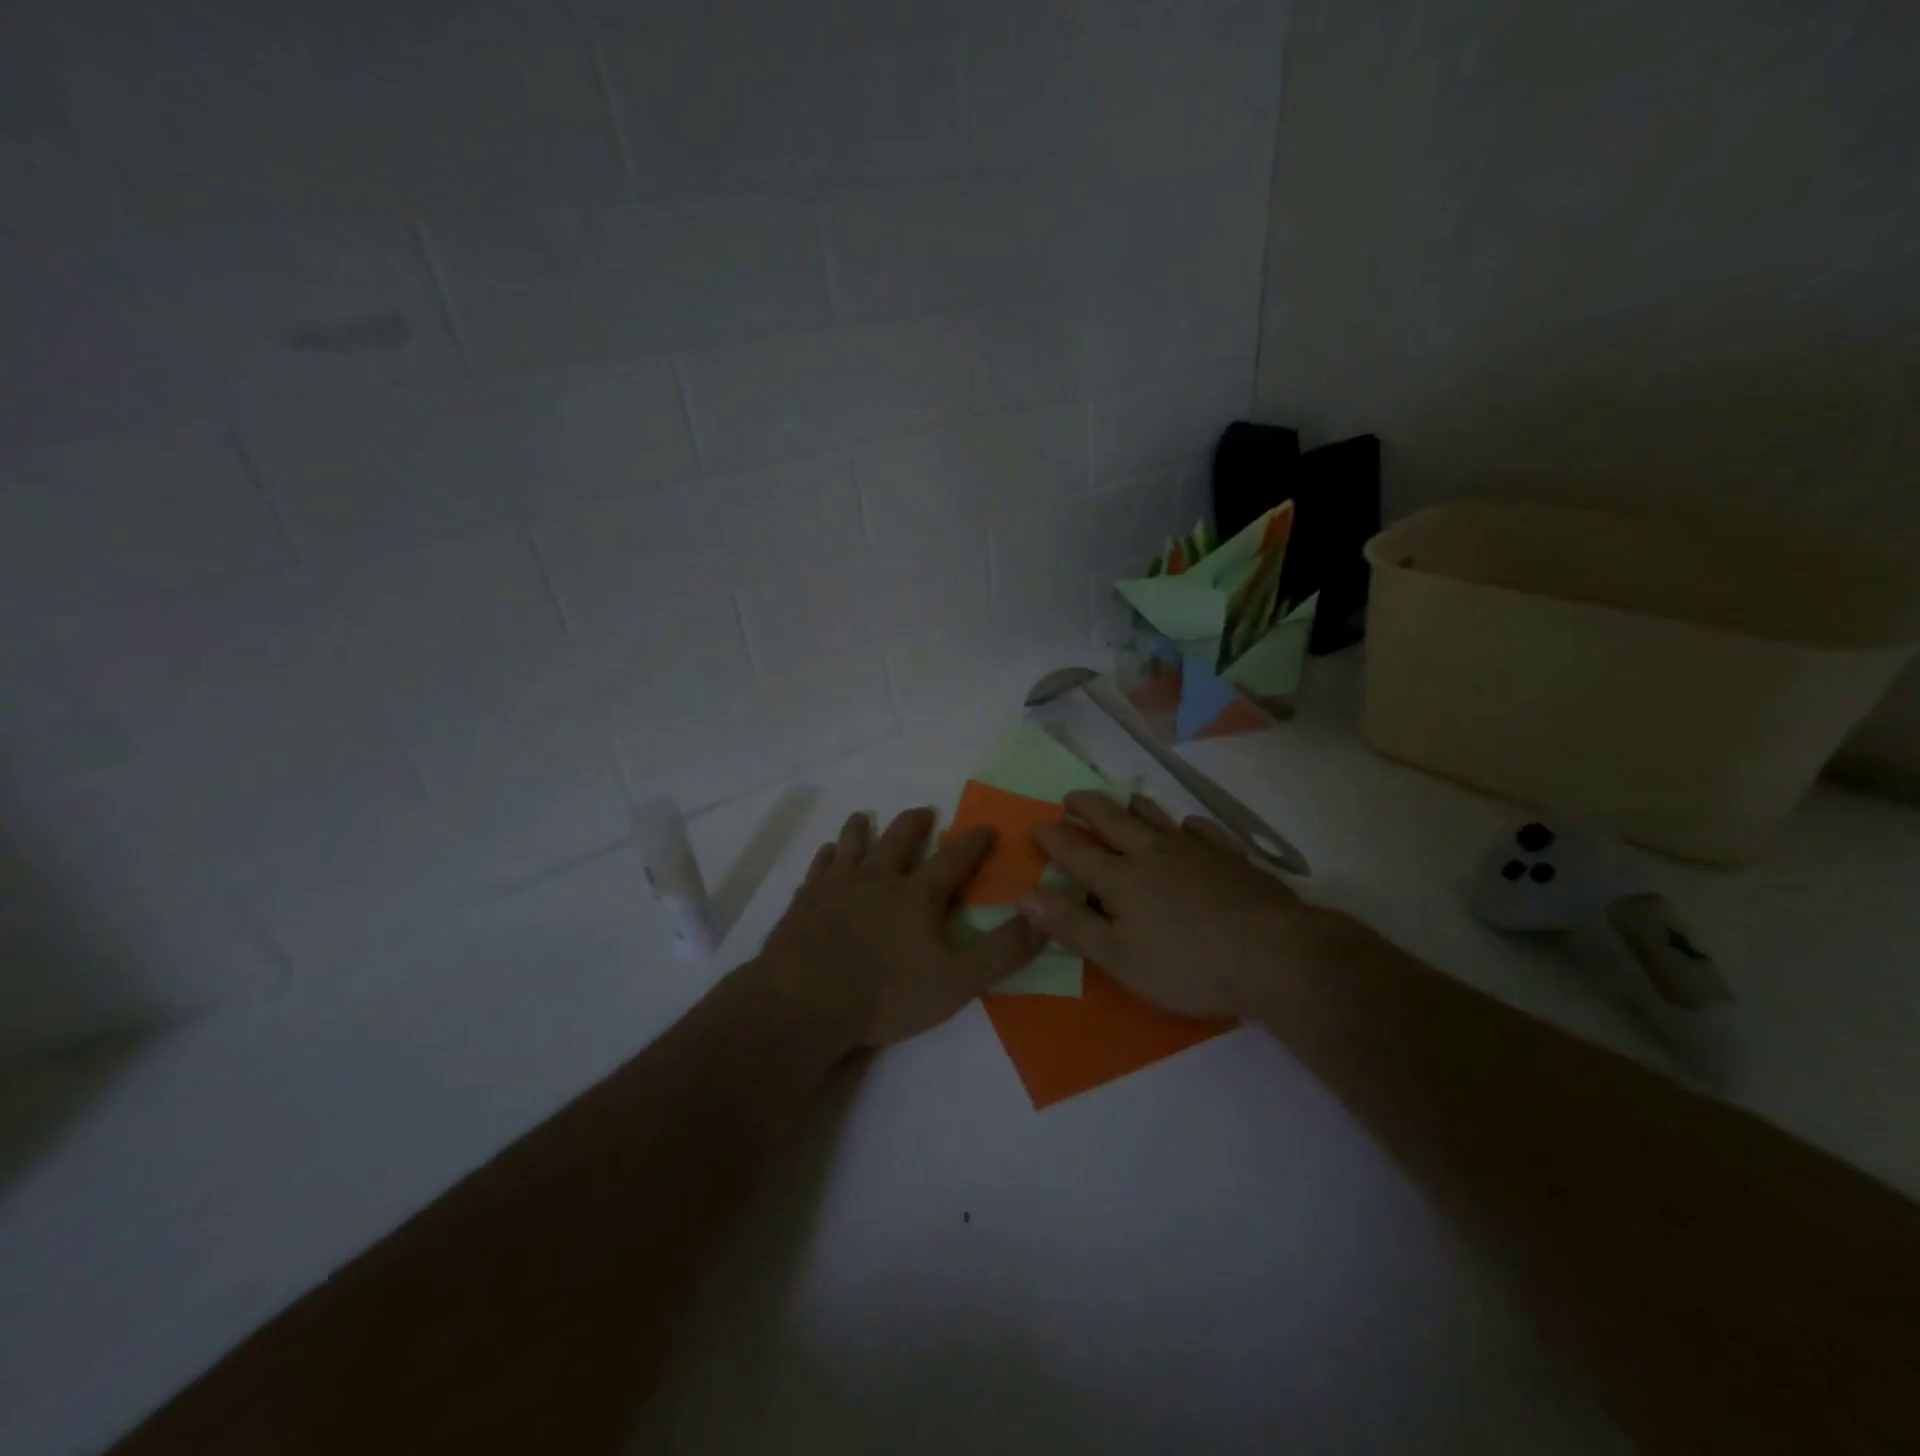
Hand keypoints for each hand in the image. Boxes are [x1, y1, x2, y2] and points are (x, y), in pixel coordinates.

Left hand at [757, 807, 1044, 1049]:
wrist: (804, 1002)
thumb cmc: (885, 994)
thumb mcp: (957, 981)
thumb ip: (1002, 952)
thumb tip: (1044, 919)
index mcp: (917, 895)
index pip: (954, 859)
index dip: (974, 842)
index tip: (987, 827)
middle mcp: (878, 878)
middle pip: (899, 839)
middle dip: (916, 823)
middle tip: (925, 811)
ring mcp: (837, 886)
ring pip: (853, 845)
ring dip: (863, 829)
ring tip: (865, 817)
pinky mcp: (805, 900)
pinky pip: (819, 868)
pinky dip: (827, 856)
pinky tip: (827, 853)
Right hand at [1023, 791, 1330, 1018]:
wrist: (1275, 955)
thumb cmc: (1188, 965)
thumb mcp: (1119, 958)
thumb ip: (1072, 925)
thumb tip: (1026, 895)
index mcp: (1121, 878)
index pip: (1076, 851)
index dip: (1053, 838)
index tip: (1037, 827)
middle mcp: (1153, 853)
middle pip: (1113, 821)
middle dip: (1087, 807)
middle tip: (1070, 798)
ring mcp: (1195, 851)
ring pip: (1157, 818)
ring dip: (1134, 806)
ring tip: (1123, 799)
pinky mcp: (1231, 857)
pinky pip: (1204, 832)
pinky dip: (1189, 826)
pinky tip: (1189, 827)